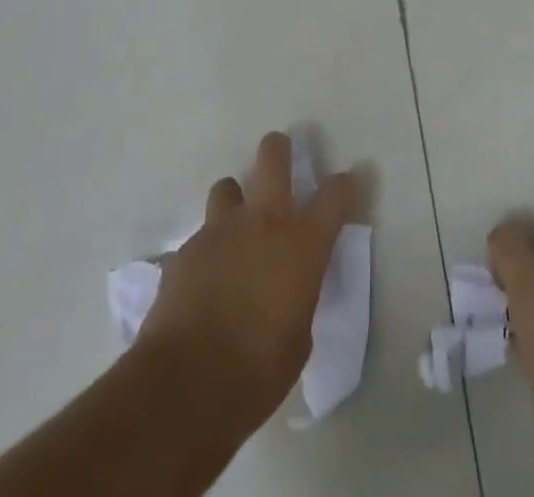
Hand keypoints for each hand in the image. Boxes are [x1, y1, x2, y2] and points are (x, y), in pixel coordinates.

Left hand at [138, 131, 356, 432]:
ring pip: (228, 187)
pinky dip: (208, 250)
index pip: (334, 195)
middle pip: (273, 156)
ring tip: (234, 228)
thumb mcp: (299, 337)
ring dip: (235, 201)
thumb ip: (298, 296)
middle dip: (279, 150)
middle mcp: (262, 221)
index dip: (345, 185)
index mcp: (301, 242)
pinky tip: (205, 280)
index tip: (349, 182)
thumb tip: (289, 288)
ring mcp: (219, 230)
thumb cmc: (257, 371)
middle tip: (281, 156)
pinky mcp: (185, 250)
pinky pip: (200, 237)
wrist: (185, 384)